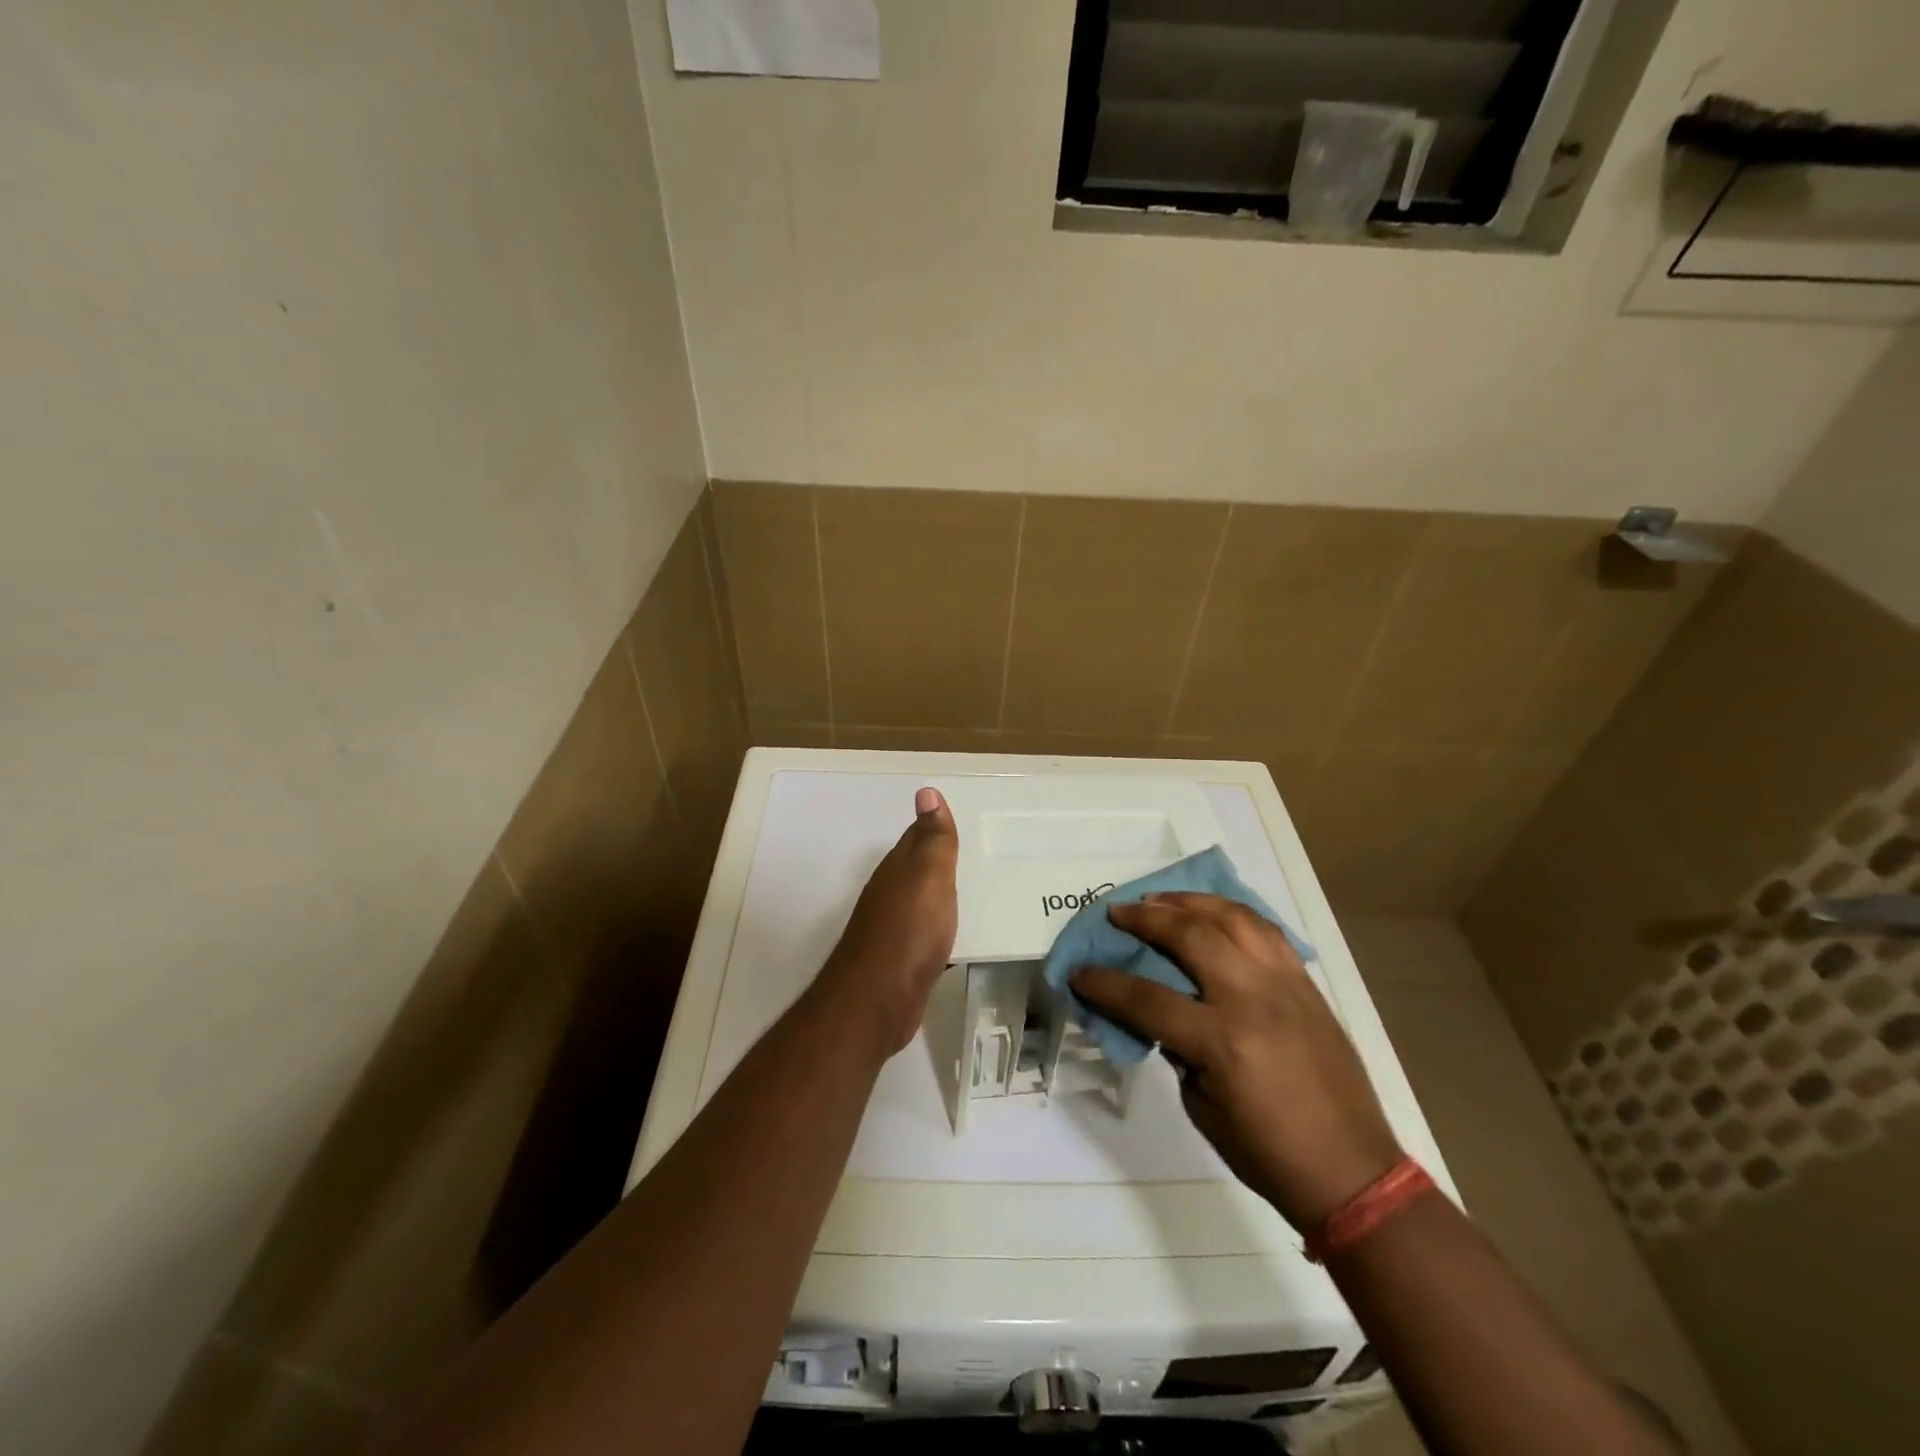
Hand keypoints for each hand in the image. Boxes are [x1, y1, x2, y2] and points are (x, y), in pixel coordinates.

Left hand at [814, 787, 958, 1055]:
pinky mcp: (899, 960)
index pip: (916, 838)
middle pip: (914, 869)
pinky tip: (948, 936)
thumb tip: (926, 791)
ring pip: (917, 901)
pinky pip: (922, 933)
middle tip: (964, 851)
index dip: (933, 826)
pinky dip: (936, 927)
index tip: (951, 818)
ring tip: (963, 889)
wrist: (879, 1000)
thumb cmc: (909, 931)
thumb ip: (933, 838)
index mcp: (897, 870)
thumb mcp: (929, 876)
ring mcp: (891, 929)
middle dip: (934, 859)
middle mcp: (889, 894)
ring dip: (936, 893)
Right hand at [1070, 893, 1401, 1230]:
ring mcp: (1285, 985)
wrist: (1352, 1172)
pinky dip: (1233, 915)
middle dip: (1146, 918)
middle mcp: (1253, 999)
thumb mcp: (1201, 1107)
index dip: (1105, 983)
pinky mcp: (1307, 985)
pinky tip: (1213, 915)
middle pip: (1191, 935)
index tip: (1079, 972)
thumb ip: (1176, 1051)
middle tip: (1118, 912)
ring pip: (1234, 918)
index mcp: (1222, 1041)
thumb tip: (1159, 1015)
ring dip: (1191, 902)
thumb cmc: (1267, 1153)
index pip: (1147, 998)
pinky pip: (1267, 932)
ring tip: (1161, 900)